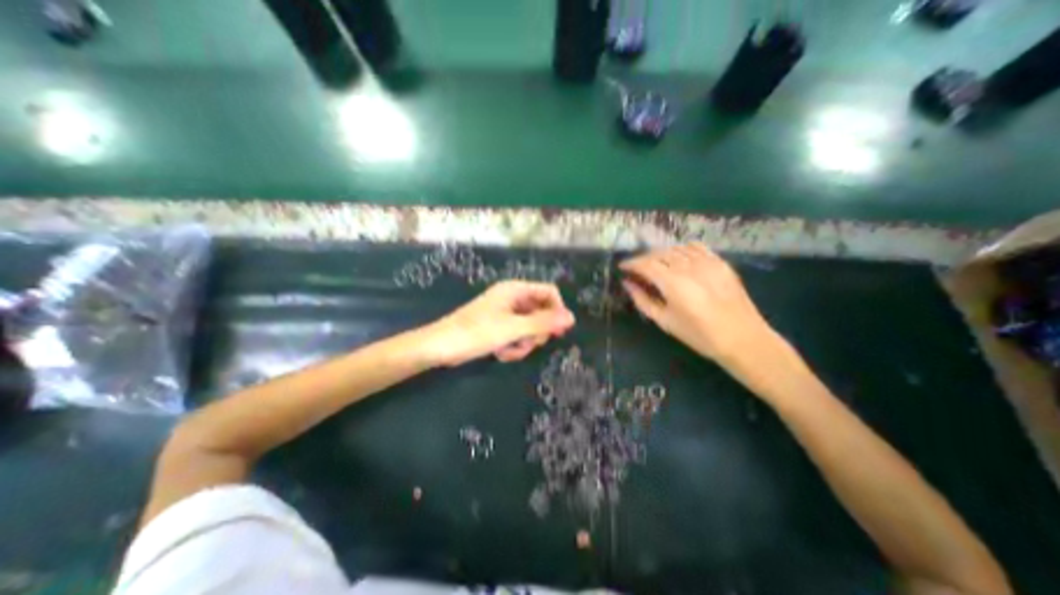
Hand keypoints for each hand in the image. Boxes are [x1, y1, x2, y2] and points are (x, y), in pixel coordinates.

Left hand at [419, 280, 576, 367]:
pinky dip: (513, 346)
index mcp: (516, 289)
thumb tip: (572, 318)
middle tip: (527, 343)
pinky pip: (518, 335)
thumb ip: (543, 323)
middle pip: (541, 312)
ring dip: (523, 343)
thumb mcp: (513, 328)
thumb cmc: (476, 332)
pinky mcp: (500, 327)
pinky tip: (501, 353)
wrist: (441, 347)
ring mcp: (506, 313)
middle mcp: (513, 298)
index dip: (557, 311)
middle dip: (536, 332)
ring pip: (530, 328)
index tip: (558, 332)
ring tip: (508, 350)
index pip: (549, 293)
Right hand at [619, 242, 779, 367]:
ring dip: (661, 254)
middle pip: (659, 253)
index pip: (645, 264)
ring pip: (676, 248)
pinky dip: (682, 249)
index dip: (631, 263)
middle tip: (637, 269)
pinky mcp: (720, 262)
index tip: (622, 267)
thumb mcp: (664, 321)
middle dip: (644, 258)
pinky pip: (696, 247)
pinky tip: (678, 258)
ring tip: (655, 264)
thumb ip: (642, 300)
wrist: (742, 339)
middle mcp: (688, 267)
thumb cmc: (698, 335)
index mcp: (673, 282)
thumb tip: (627, 284)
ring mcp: (707, 262)